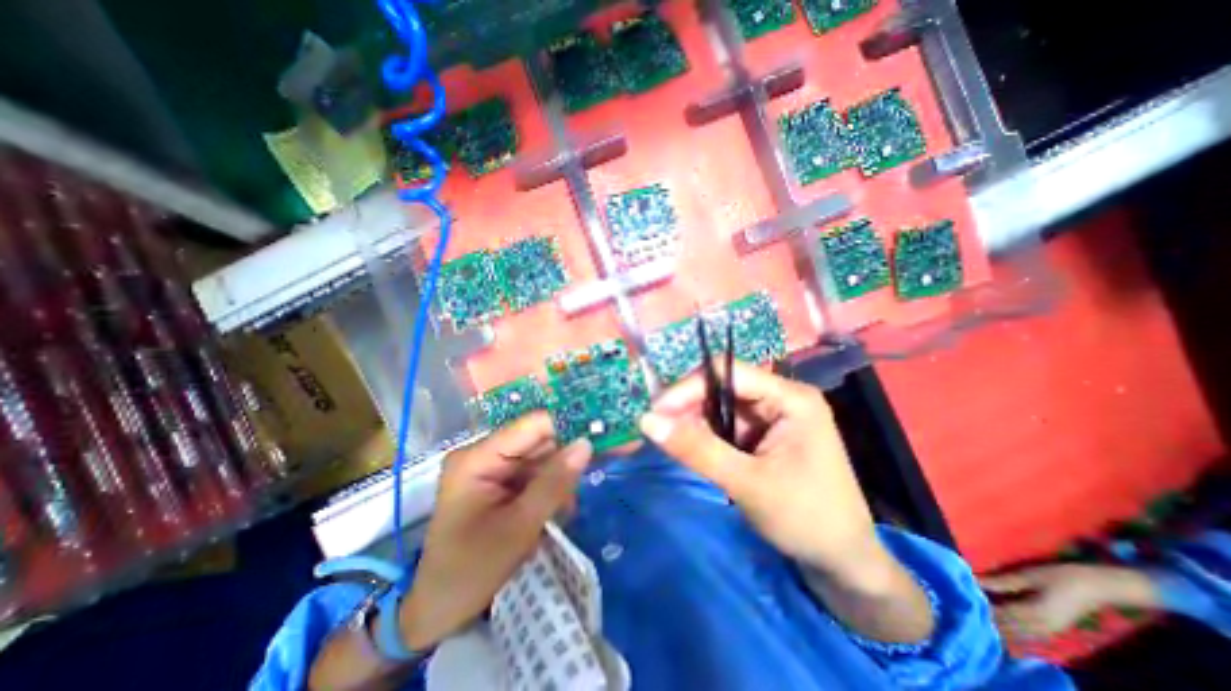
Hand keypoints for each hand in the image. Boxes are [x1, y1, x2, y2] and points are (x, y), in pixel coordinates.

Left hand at [399, 414, 590, 650]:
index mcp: (478, 457)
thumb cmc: (471, 571)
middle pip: (538, 440)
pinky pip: (533, 473)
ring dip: (560, 477)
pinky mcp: (498, 482)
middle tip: (602, 464)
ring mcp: (490, 467)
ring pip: (540, 457)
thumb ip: (554, 482)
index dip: (568, 426)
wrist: (436, 611)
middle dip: (568, 455)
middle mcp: (484, 453)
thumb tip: (586, 443)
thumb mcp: (519, 528)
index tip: (602, 434)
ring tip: (567, 506)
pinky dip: (550, 488)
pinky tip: (557, 510)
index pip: (532, 425)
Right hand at [640, 362, 879, 582]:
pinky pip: (725, 425)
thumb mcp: (748, 483)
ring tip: (669, 439)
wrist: (842, 563)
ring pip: (720, 406)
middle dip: (688, 406)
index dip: (689, 387)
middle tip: (657, 428)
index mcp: (790, 397)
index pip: (730, 373)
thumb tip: (646, 421)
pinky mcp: (763, 434)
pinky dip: (704, 435)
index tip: (657, 411)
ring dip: (693, 422)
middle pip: (723, 387)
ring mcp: (772, 416)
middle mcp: (780, 398)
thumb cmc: (806, 519)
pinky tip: (689, 447)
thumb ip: (697, 450)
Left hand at [977, 563, 1159, 639]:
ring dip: (997, 627)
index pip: (1001, 615)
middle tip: (962, 608)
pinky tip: (996, 622)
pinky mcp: (1051, 629)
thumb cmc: (1061, 577)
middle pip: (1008, 629)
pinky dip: (1009, 630)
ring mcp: (1049, 631)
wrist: (1099, 587)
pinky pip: (1026, 634)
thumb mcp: (1028, 576)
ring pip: (1017, 635)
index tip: (959, 600)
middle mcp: (1043, 628)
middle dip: (986, 620)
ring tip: (974, 614)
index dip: (980, 609)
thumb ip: (1002, 581)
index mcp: (1036, 614)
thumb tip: (974, 580)